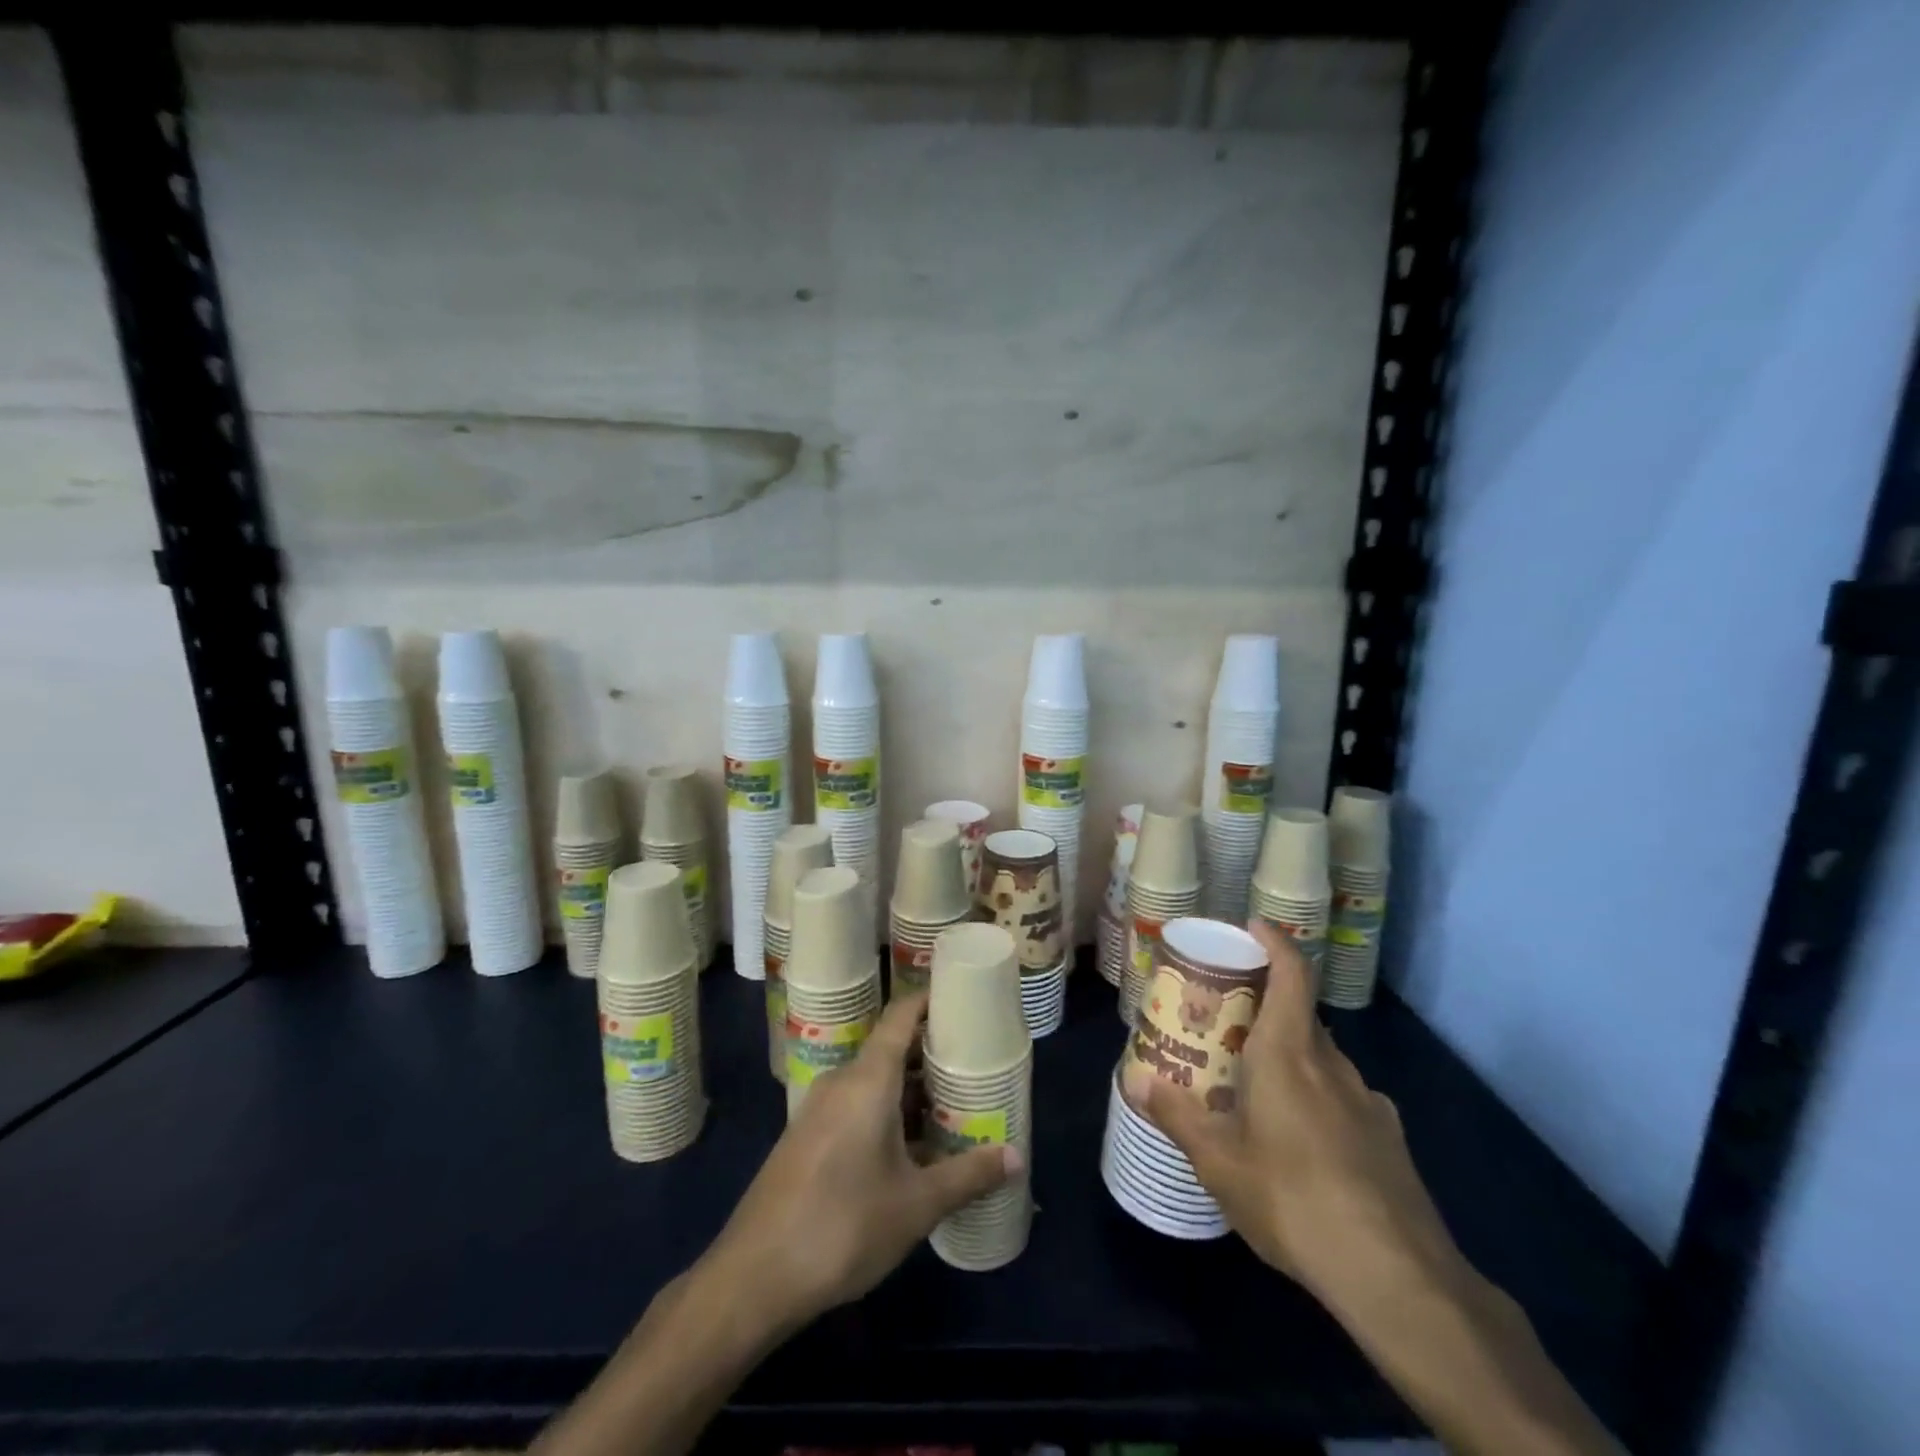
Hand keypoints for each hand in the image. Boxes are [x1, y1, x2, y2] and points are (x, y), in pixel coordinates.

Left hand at [707, 990, 1020, 1328]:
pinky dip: (888, 1112)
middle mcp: (841, 1082)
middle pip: (892, 1050)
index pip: (901, 1015)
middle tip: (976, 1066)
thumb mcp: (916, 1204)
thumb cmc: (843, 1226)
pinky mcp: (807, 1138)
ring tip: (954, 1107)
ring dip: (912, 1091)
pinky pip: (856, 1106)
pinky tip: (913, 1147)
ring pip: (875, 1083)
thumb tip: (1016, 1156)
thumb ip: (968, 1175)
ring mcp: (819, 1110)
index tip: (964, 999)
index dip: (930, 1001)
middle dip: (932, 1055)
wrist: (754, 1277)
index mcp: (867, 1079)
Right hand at [1123, 921, 1462, 1310]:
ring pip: (1322, 1059)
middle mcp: (1332, 1064)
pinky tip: (1303, 1141)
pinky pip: (1344, 1097)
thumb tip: (1135, 1082)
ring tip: (1257, 1085)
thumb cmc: (1293, 1198)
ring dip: (1290, 1056)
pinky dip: (1318, 1097)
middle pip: (1300, 1015)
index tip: (1252, 926)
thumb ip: (1176, 1116)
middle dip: (1264, 1007)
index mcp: (1289, 1053)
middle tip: (1227, 1022)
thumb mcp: (1219, 1162)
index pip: (1292, 974)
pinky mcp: (1389, 1139)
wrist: (1398, 1278)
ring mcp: (1368, 1101)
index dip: (1275, 941)